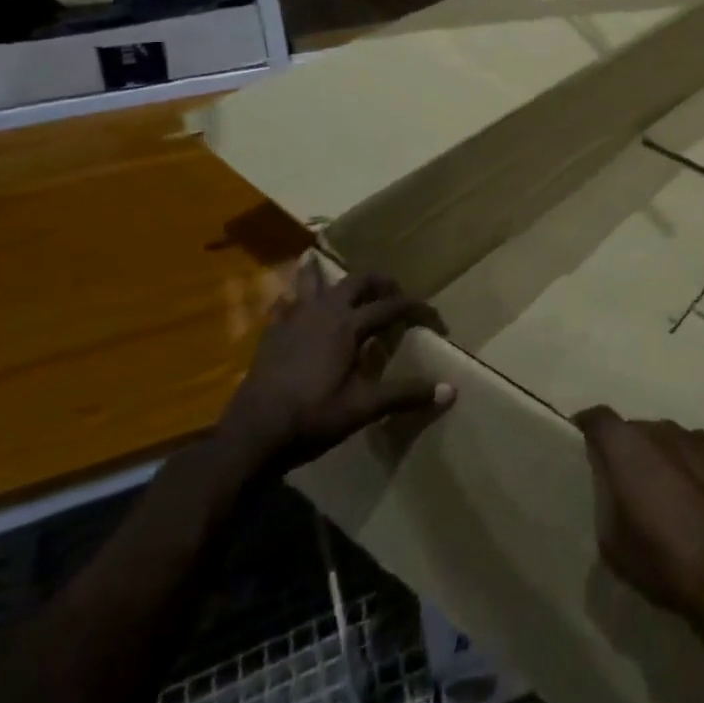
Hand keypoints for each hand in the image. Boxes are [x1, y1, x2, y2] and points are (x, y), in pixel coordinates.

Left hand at [217, 266, 454, 476]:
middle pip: (357, 281)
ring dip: (326, 274)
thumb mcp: (363, 408)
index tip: (436, 320)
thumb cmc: (312, 417)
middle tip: (394, 294)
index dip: (417, 309)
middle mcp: (324, 312)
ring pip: (313, 281)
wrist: (252, 435)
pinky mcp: (271, 335)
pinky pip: (284, 305)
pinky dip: (294, 300)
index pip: (392, 306)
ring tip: (331, 267)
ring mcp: (294, 320)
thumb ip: (405, 395)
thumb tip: (451, 390)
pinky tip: (294, 307)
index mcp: (349, 325)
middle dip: (380, 282)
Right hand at [574, 407, 703, 627]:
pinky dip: (700, 472)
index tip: (583, 445)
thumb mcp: (613, 543)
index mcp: (628, 446)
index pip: (598, 418)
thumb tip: (613, 487)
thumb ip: (607, 501)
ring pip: (674, 442)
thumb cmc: (663, 560)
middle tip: (632, 487)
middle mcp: (664, 429)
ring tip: (673, 499)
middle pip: (639, 431)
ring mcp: (702, 439)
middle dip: (632, 453)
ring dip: (668, 461)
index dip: (588, 429)